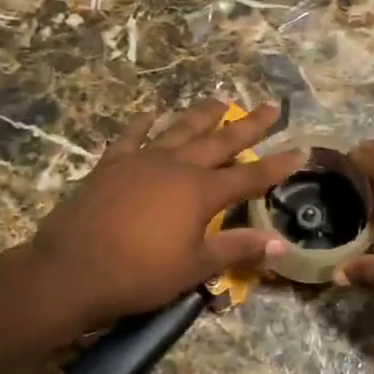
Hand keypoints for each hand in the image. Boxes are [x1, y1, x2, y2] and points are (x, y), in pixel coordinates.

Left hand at [27, 100, 305, 335]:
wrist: (72, 271)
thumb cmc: (140, 274)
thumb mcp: (195, 267)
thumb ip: (237, 248)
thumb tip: (280, 243)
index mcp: (200, 192)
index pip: (250, 175)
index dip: (277, 165)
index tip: (301, 150)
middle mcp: (176, 166)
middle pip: (220, 141)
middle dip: (248, 125)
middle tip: (270, 106)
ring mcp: (141, 161)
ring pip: (179, 129)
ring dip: (202, 115)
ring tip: (220, 99)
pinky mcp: (111, 165)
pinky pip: (132, 136)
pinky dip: (144, 123)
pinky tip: (152, 113)